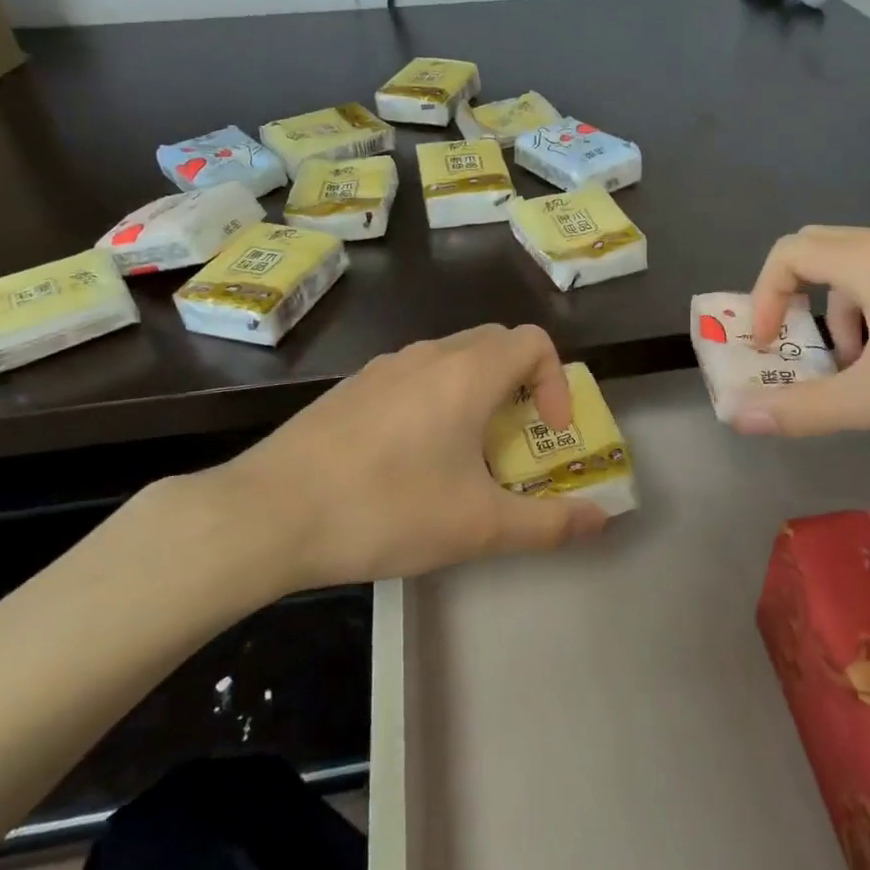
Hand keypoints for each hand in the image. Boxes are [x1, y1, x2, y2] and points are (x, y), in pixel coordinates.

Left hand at [174, 324, 609, 599]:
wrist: (267, 514)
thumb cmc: (386, 510)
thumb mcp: (478, 527)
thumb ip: (548, 523)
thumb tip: (602, 520)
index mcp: (466, 373)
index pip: (534, 342)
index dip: (557, 381)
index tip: (548, 432)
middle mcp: (426, 356)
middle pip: (494, 344)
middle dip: (521, 385)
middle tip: (516, 440)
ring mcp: (382, 368)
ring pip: (450, 360)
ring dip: (476, 394)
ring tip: (465, 456)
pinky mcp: (350, 389)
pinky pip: (411, 378)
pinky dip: (435, 401)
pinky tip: (409, 460)